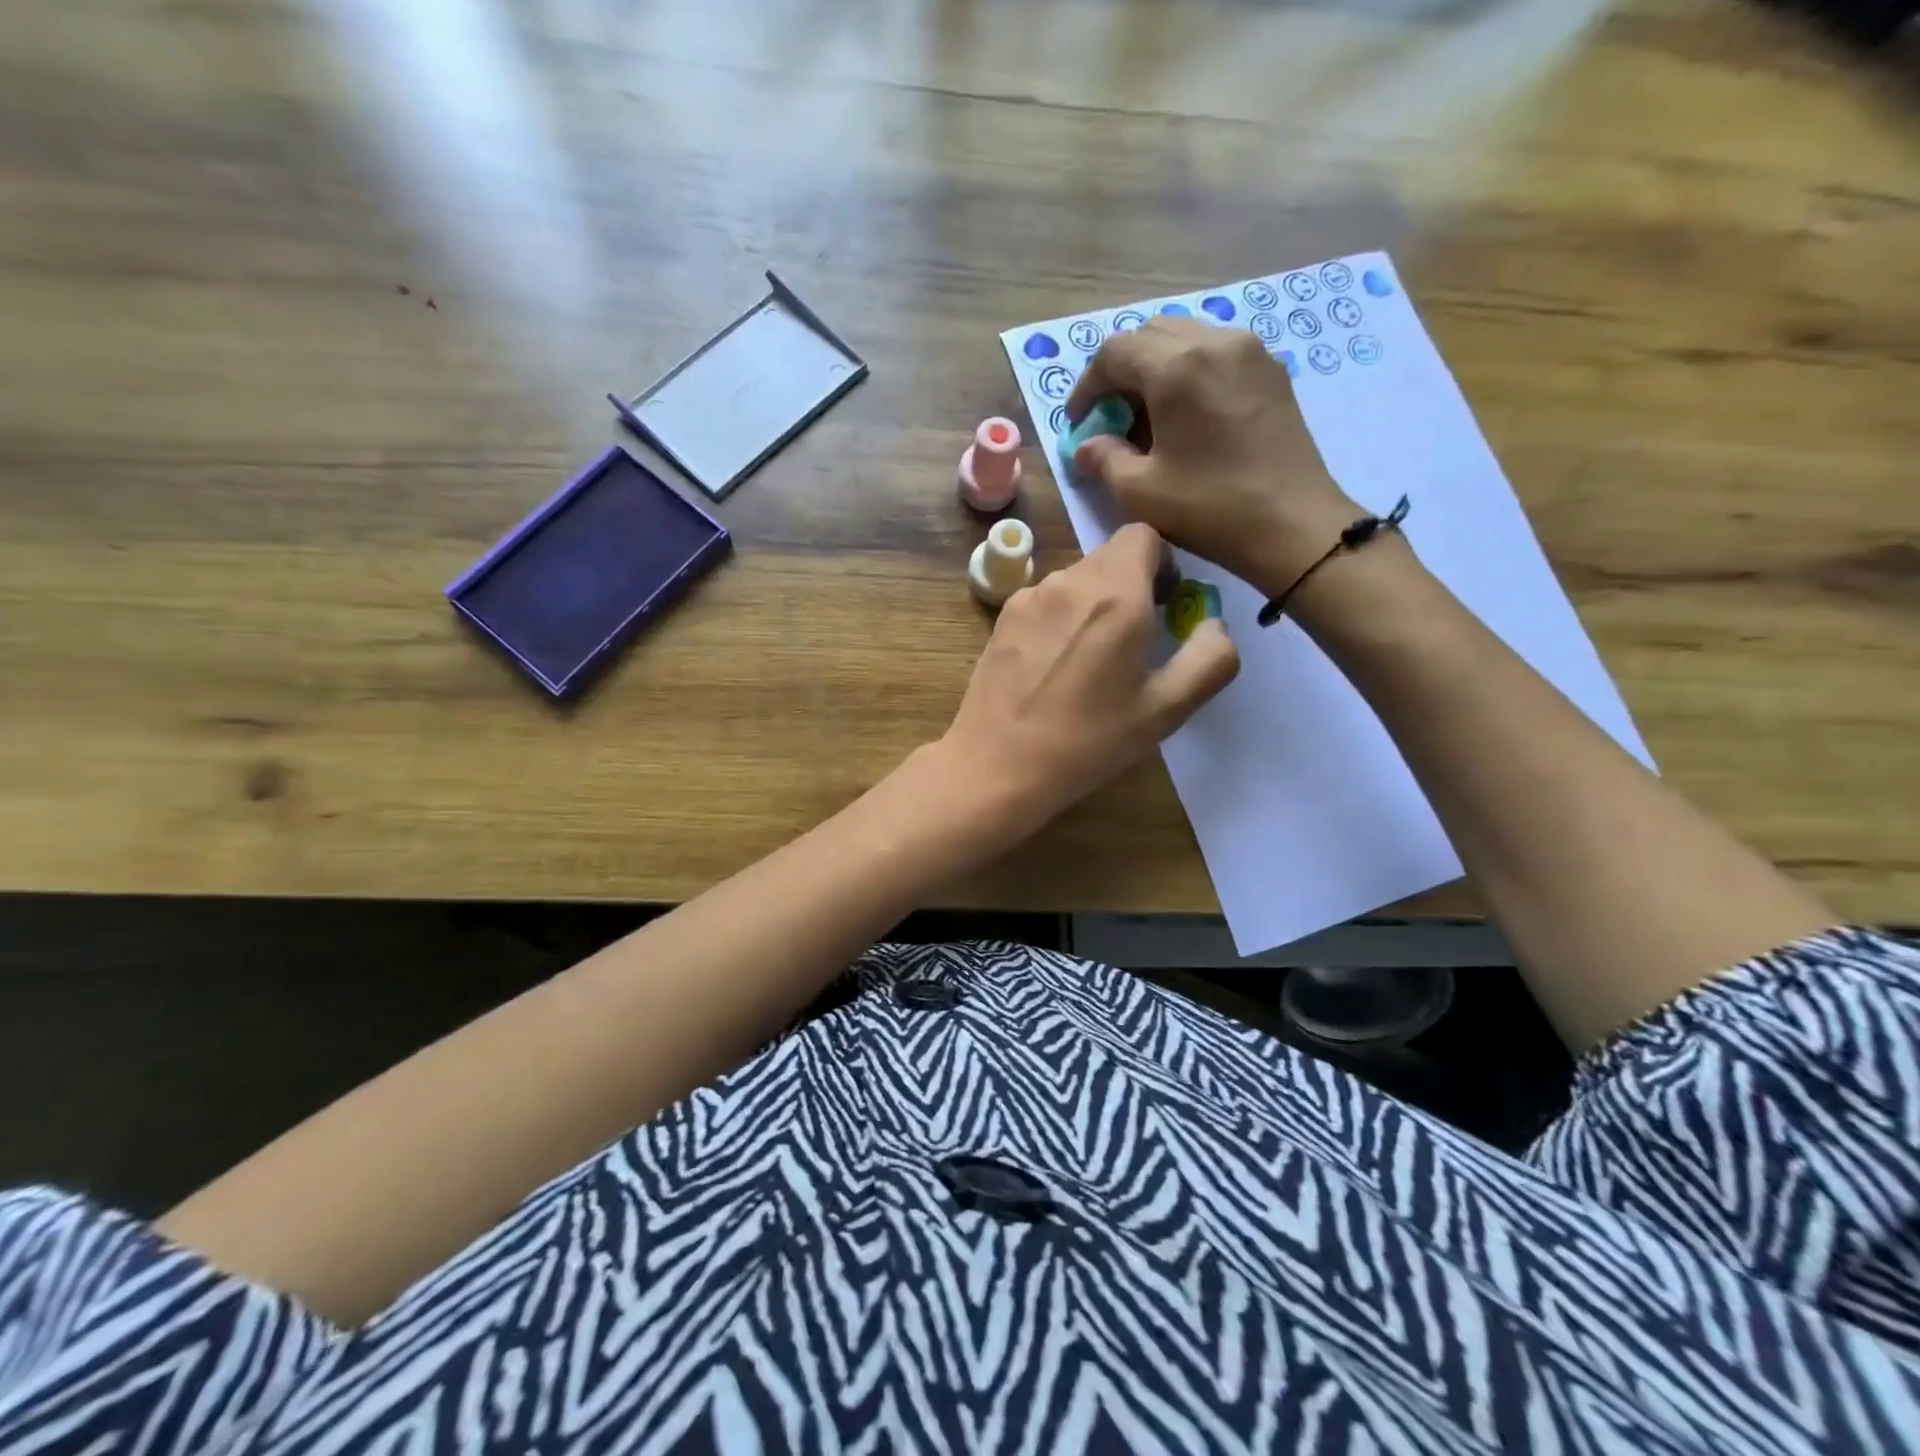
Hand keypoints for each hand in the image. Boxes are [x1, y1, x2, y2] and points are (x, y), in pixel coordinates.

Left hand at [938, 523, 1238, 837]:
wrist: (997, 766)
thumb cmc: (1087, 742)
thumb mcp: (1166, 710)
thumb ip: (1209, 658)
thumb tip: (1213, 624)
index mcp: (1115, 594)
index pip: (1143, 533)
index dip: (1163, 561)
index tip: (1165, 603)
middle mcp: (1068, 581)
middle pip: (1109, 557)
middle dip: (1132, 585)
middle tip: (1136, 641)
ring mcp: (1028, 597)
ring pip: (1075, 580)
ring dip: (1094, 603)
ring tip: (1092, 661)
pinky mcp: (1001, 619)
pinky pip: (1045, 601)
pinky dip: (1061, 618)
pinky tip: (1054, 668)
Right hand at [1064, 317, 1359, 591]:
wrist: (1294, 525)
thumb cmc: (1210, 507)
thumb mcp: (1140, 492)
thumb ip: (1104, 460)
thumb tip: (1087, 446)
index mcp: (1176, 366)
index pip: (1114, 353)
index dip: (1086, 386)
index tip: (1079, 423)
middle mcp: (1214, 341)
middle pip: (1150, 334)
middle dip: (1120, 371)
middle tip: (1111, 416)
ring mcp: (1249, 351)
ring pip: (1186, 338)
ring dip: (1155, 369)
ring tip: (1147, 416)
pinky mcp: (1271, 371)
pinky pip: (1216, 353)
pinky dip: (1189, 372)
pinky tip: (1186, 415)